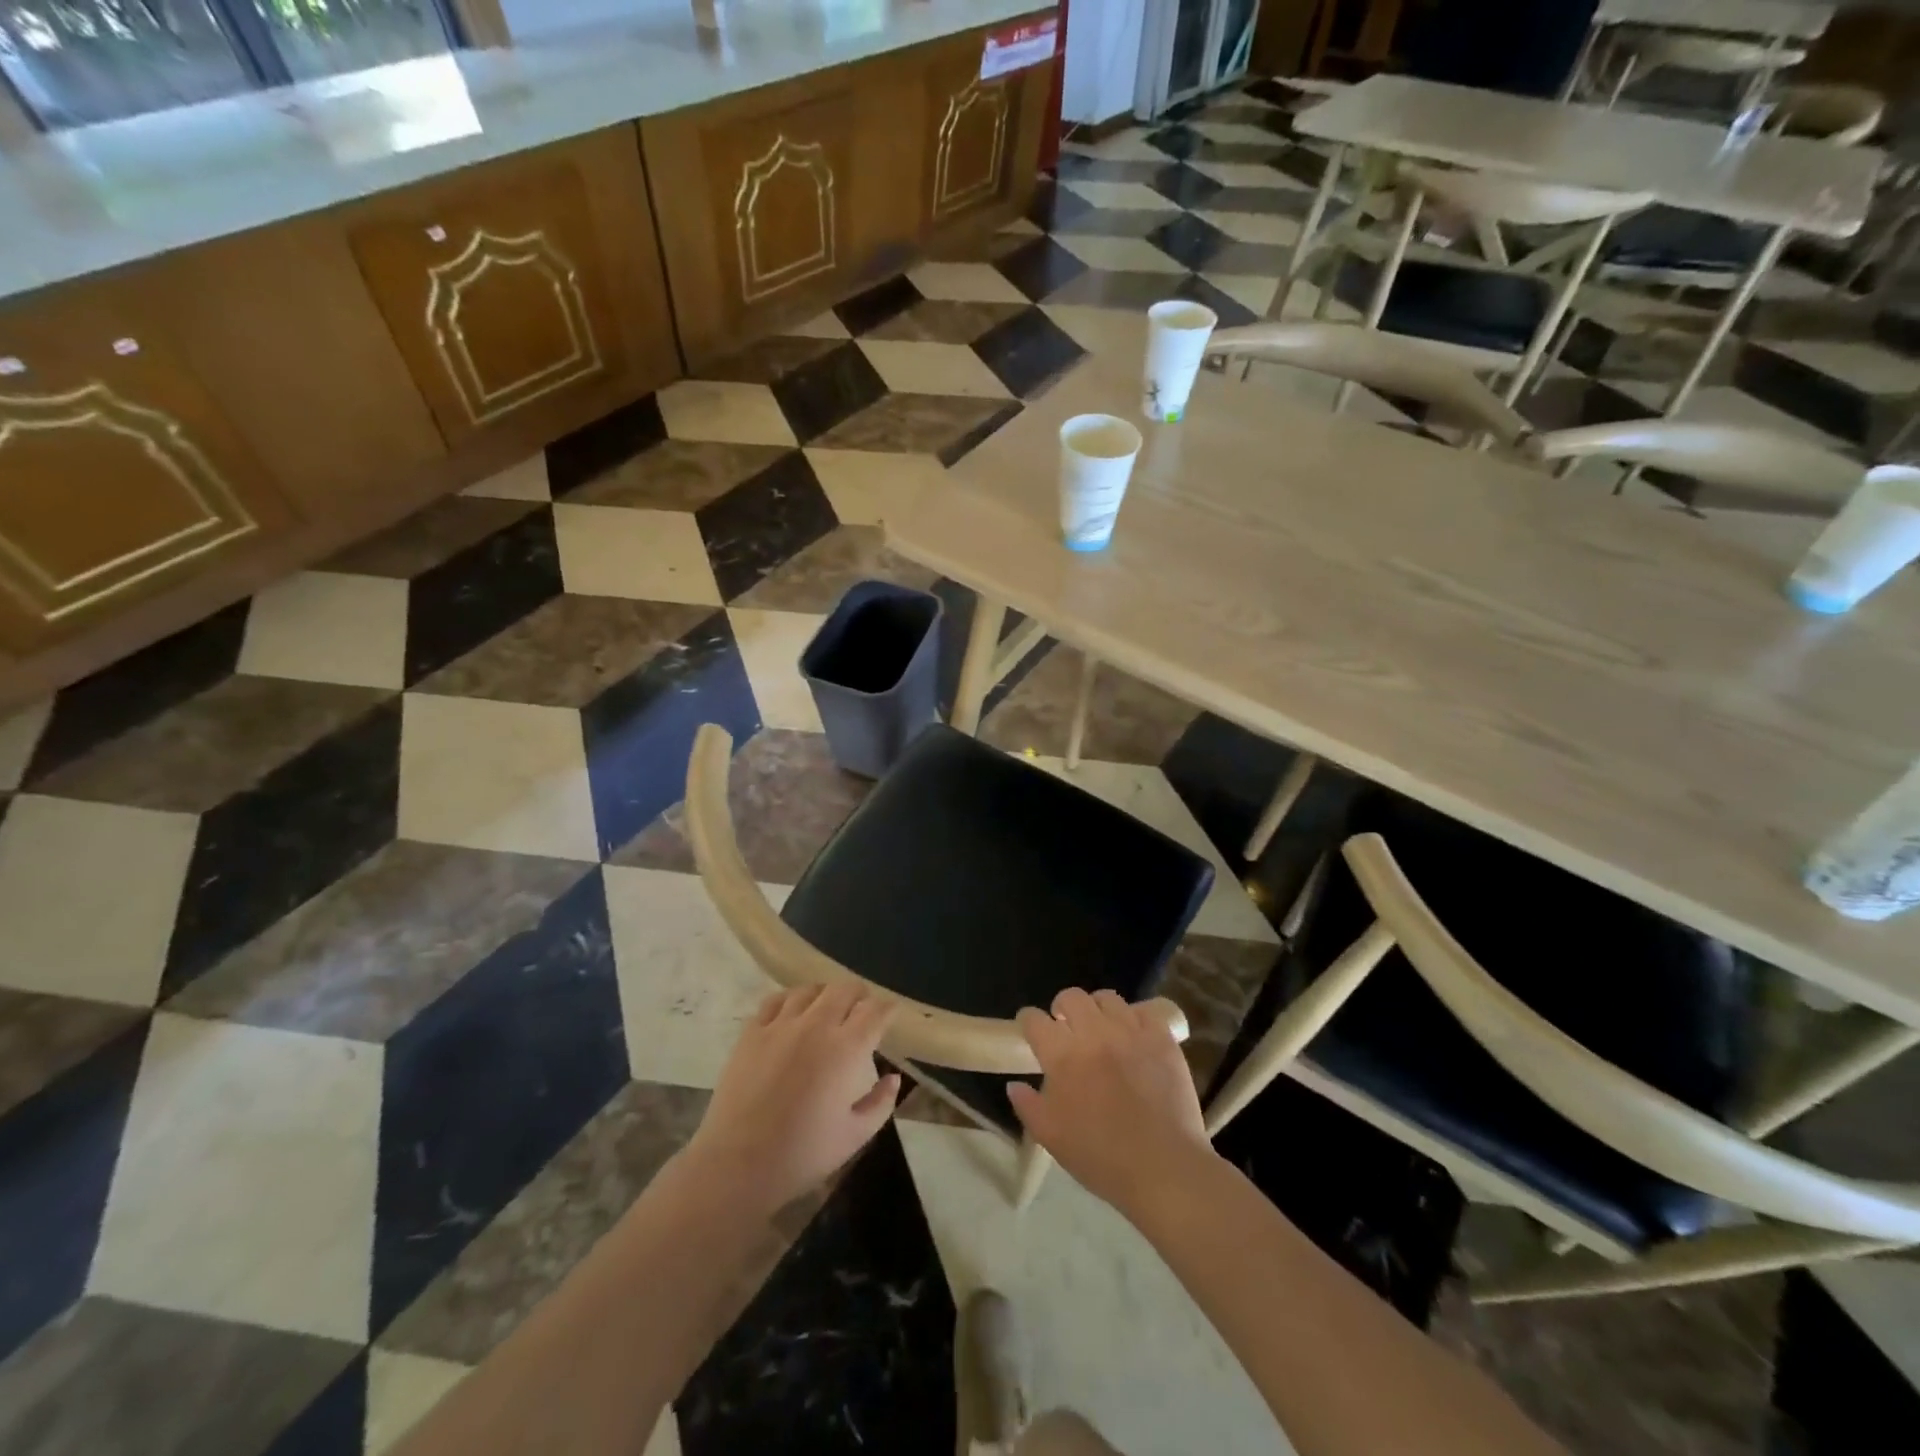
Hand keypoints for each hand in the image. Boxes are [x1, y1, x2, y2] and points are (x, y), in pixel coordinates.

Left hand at [684, 983, 899, 1215]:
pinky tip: (792, 1012)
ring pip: (810, 990)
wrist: (737, 1165)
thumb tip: (894, 1077)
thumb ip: (881, 1103)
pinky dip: (790, 1000)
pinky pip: (775, 1000)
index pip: (874, 1011)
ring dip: (825, 995)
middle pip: (844, 990)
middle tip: (862, 1009)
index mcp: (846, 1049)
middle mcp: (816, 1026)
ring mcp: (780, 1026)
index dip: (887, 1009)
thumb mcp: (855, 1137)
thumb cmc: (802, 1155)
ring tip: (827, 1007)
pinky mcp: (752, 1033)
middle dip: (859, 995)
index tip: (890, 1014)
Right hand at [1008, 988, 1212, 1212]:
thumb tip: (1014, 1084)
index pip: (1034, 1020)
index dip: (1028, 1021)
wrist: (1163, 1168)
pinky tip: (1132, 1037)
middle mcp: (1094, 1033)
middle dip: (1061, 1008)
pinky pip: (1142, 1011)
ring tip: (1100, 1029)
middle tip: (1065, 1028)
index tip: (1030, 1030)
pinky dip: (1133, 1019)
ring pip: (1106, 998)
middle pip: (1070, 997)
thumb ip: (1027, 1105)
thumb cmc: (1101, 1157)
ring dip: (1096, 1009)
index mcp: (1063, 1055)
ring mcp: (1130, 1032)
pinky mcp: (1161, 1037)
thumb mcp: (1051, 1137)